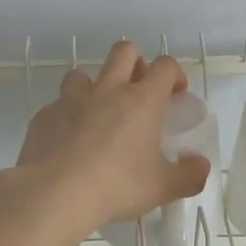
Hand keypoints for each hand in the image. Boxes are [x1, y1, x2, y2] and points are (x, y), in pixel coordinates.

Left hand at [14, 41, 211, 233]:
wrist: (54, 193)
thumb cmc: (117, 185)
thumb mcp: (163, 187)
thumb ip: (188, 175)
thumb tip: (201, 167)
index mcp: (143, 100)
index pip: (165, 66)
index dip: (174, 73)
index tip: (176, 93)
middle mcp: (108, 90)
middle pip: (124, 51)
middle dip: (135, 62)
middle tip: (138, 89)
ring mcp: (71, 99)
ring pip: (82, 74)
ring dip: (93, 86)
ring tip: (97, 114)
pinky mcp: (44, 116)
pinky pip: (57, 106)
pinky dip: (65, 117)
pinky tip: (67, 142)